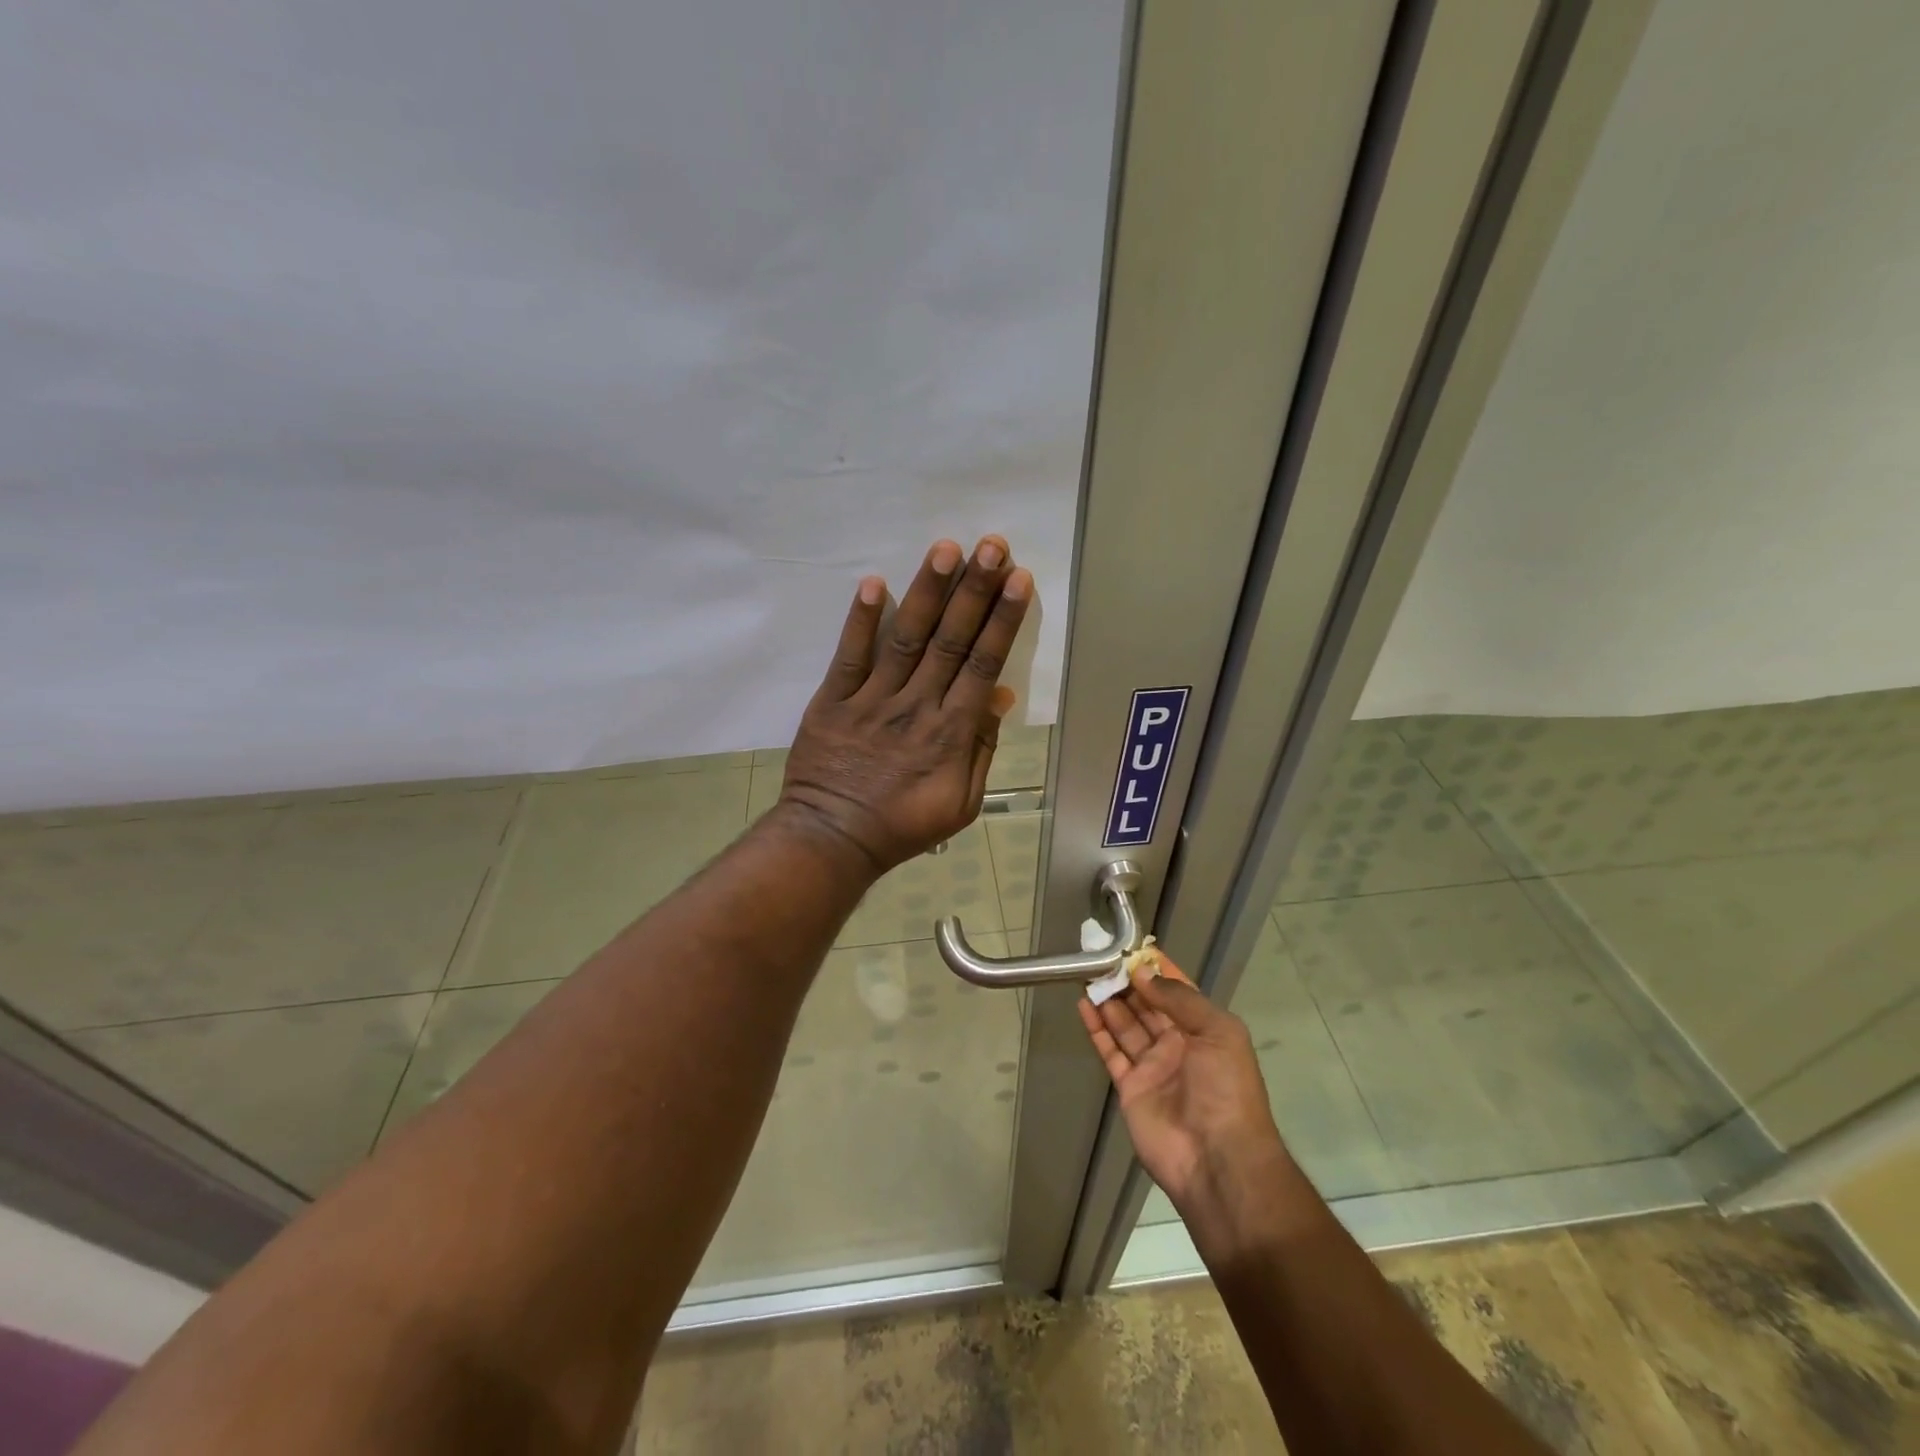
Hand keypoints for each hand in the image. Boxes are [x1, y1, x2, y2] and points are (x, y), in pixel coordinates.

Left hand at [777, 536, 1031, 873]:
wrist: (833, 839)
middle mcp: (916, 706)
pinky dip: (860, 621)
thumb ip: (981, 748)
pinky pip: (849, 656)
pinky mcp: (832, 701)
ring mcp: (871, 700)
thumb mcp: (961, 803)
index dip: (1002, 620)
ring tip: (946, 549)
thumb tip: (999, 697)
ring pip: (905, 638)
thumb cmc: (903, 825)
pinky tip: (873, 583)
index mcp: (950, 732)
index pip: (982, 664)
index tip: (1017, 580)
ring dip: (927, 592)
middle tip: (992, 546)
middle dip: (974, 591)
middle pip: (950, 640)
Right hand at [1079, 970, 1292, 1245]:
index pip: (1177, 991)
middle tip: (1100, 957)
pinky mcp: (1130, 1087)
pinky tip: (1083, 1005)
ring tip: (1087, 973)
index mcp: (1205, 1030)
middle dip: (1127, 981)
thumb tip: (1143, 973)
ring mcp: (1153, 1067)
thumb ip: (1179, 999)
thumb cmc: (1226, 1090)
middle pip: (1147, 1005)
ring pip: (1126, 1024)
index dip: (1157, 969)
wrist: (1218, 1160)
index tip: (1132, 947)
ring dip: (1108, 999)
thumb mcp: (1218, 1033)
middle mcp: (1178, 1044)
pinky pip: (1110, 1050)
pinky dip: (1097, 1028)